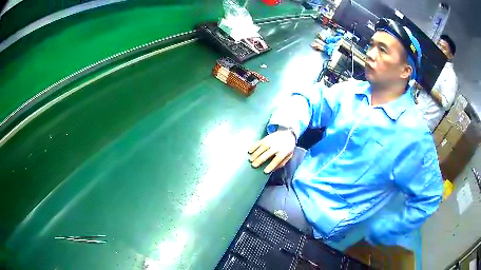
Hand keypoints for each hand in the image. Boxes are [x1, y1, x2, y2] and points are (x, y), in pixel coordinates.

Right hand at [248, 129, 295, 173]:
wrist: (288, 133)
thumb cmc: (288, 147)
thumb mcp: (289, 156)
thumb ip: (282, 163)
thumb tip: (273, 169)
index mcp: (284, 152)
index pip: (277, 160)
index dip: (271, 165)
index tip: (265, 171)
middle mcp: (277, 146)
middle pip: (267, 153)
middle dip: (260, 159)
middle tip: (254, 165)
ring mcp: (271, 141)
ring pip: (262, 147)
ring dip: (255, 154)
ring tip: (251, 159)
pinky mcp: (266, 138)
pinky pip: (259, 142)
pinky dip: (254, 146)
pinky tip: (250, 151)